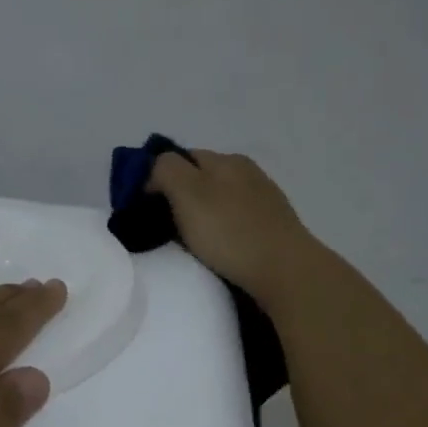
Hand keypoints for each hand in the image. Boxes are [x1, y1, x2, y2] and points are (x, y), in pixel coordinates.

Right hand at [148, 150, 317, 303]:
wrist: (283, 270)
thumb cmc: (229, 232)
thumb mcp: (187, 192)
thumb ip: (165, 170)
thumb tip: (155, 170)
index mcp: (225, 159)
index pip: (181, 156)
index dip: (157, 177)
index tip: (144, 206)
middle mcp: (247, 171)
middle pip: (202, 177)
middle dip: (180, 196)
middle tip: (162, 226)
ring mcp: (264, 199)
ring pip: (220, 199)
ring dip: (202, 214)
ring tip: (189, 241)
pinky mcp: (273, 226)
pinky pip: (236, 220)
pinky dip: (222, 229)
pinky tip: (219, 248)